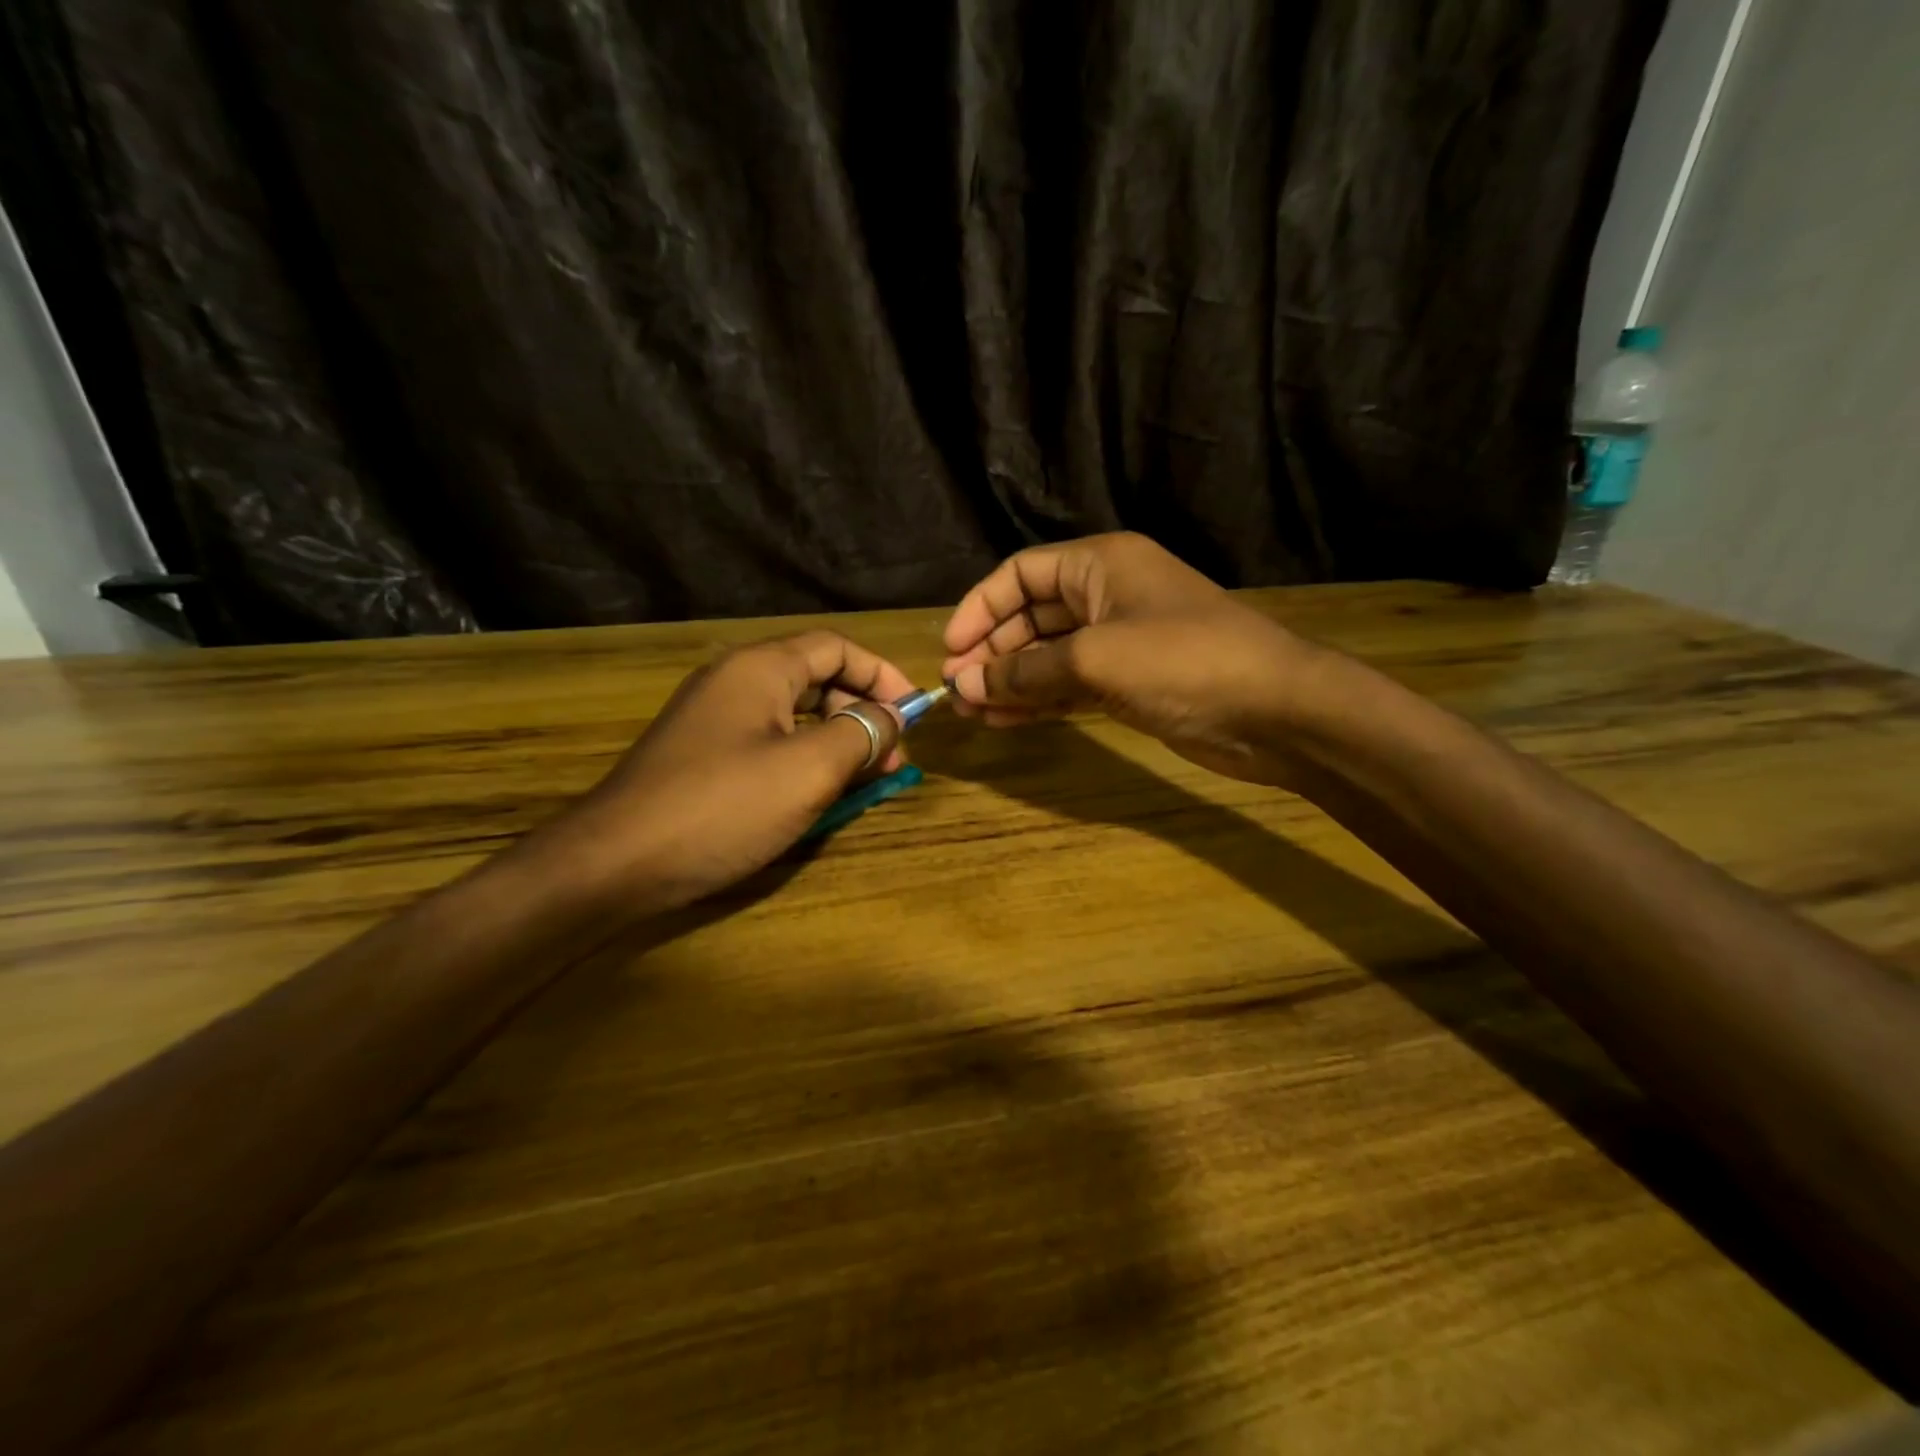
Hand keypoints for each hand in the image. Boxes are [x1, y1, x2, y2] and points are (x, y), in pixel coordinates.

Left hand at [544, 632, 914, 909]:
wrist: (614, 863)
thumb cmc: (722, 807)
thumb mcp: (809, 769)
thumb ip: (861, 733)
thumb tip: (892, 716)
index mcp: (760, 668)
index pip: (837, 647)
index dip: (882, 675)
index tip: (913, 714)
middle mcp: (734, 681)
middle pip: (817, 677)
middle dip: (861, 713)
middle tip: (891, 760)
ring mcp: (713, 719)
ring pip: (794, 714)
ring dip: (836, 740)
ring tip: (863, 781)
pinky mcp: (702, 755)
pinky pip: (768, 741)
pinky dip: (803, 758)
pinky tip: (816, 793)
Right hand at [939, 533, 1334, 785]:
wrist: (1274, 711)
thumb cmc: (1183, 661)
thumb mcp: (1094, 659)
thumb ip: (1024, 672)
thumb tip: (964, 686)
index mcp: (1100, 563)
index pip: (1020, 574)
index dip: (980, 608)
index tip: (950, 650)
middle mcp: (1106, 594)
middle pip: (1030, 615)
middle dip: (992, 651)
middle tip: (958, 690)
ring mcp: (1119, 641)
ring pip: (1047, 655)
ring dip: (1010, 680)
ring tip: (972, 712)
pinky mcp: (1129, 682)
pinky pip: (1069, 685)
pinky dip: (1038, 701)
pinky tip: (1005, 721)